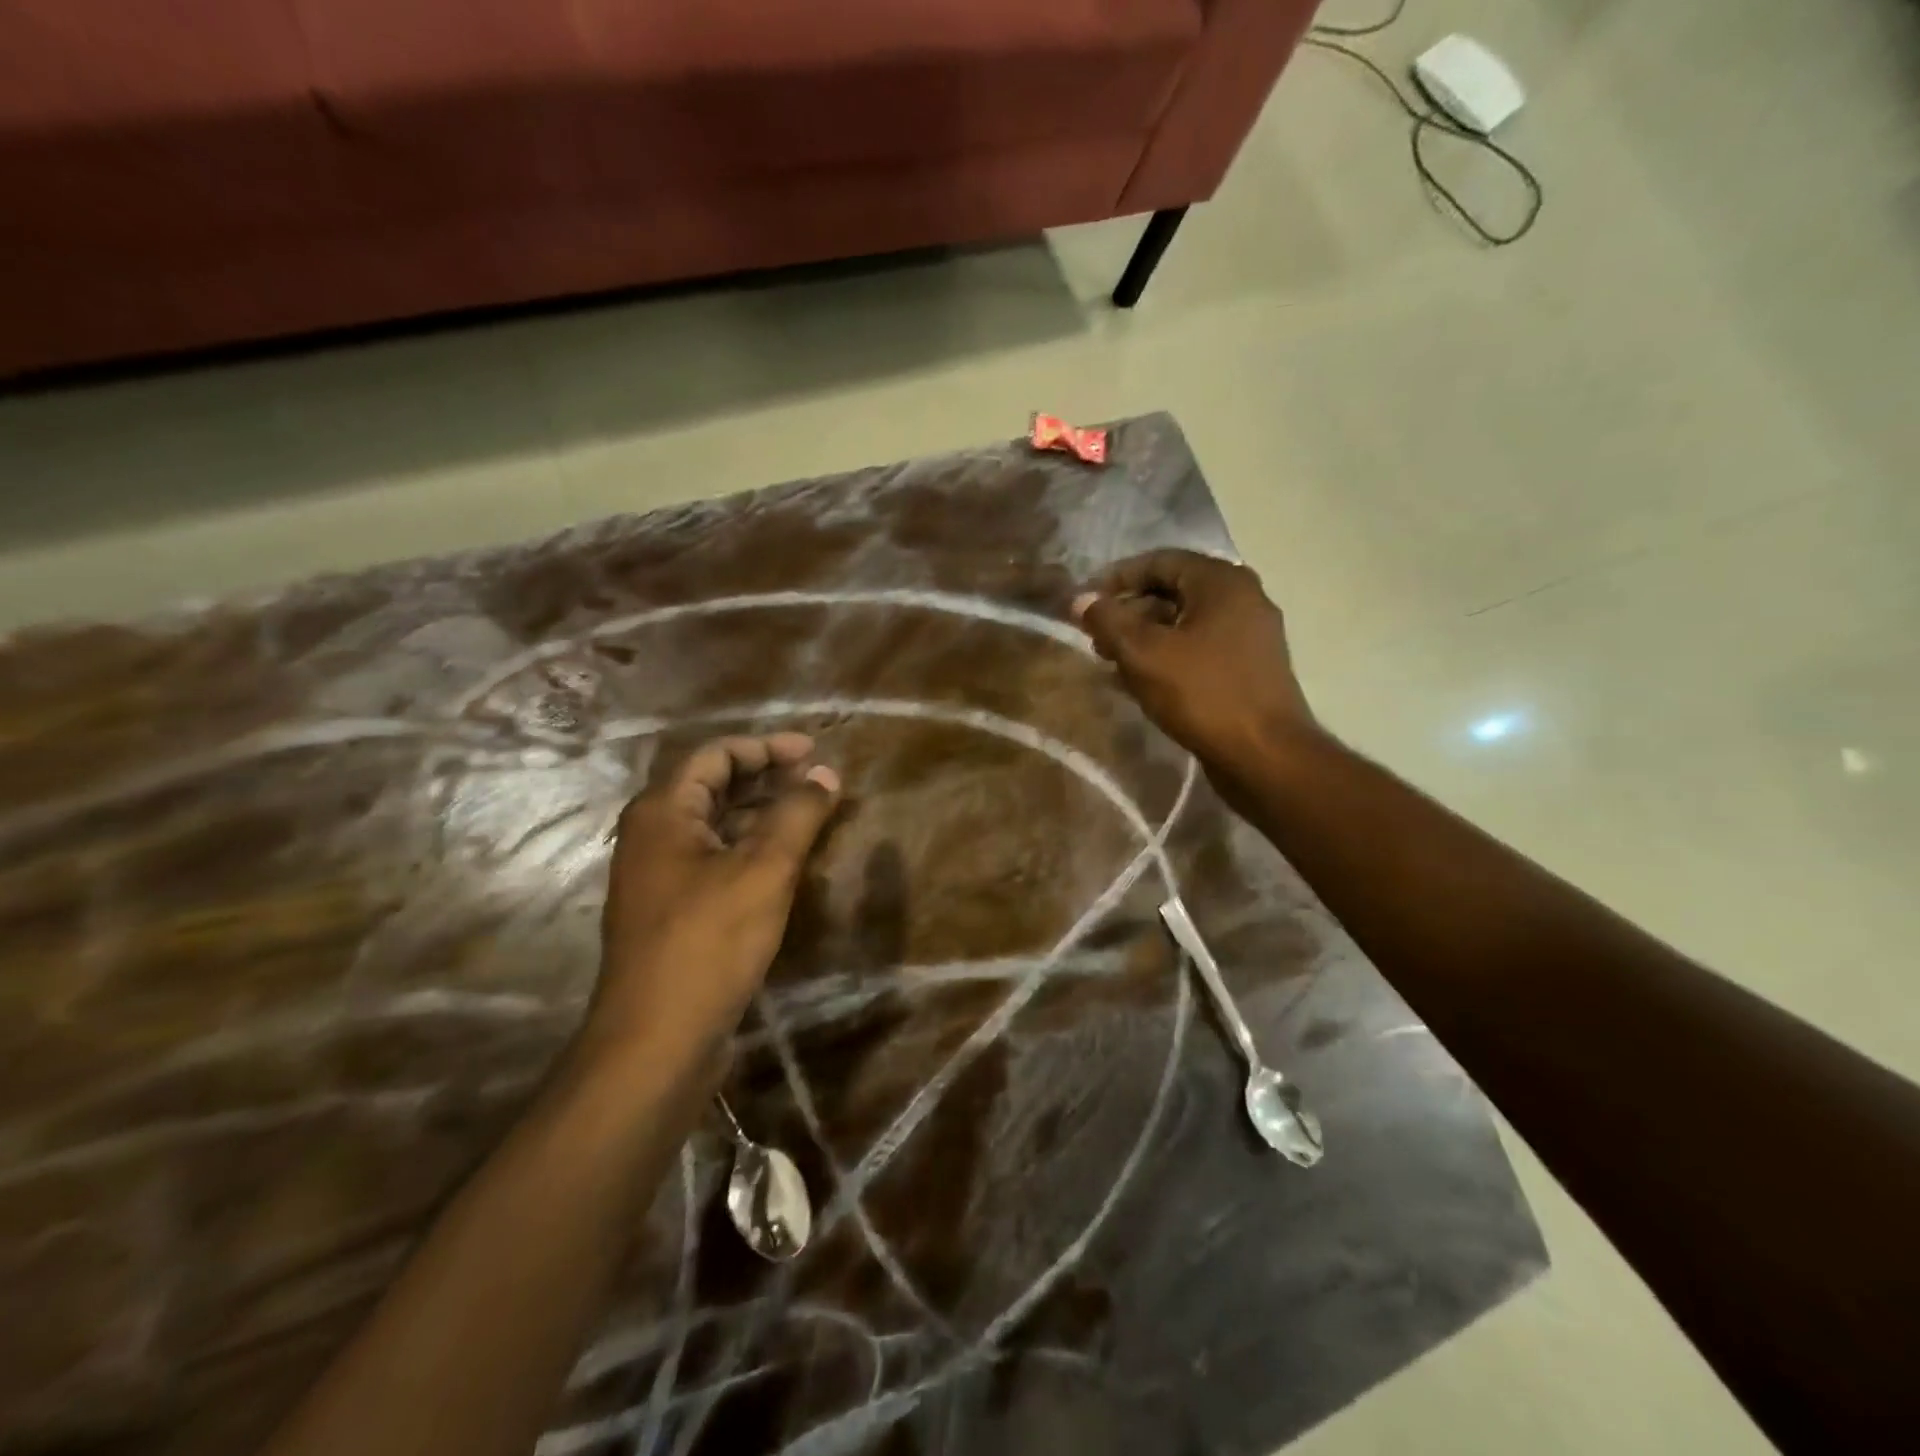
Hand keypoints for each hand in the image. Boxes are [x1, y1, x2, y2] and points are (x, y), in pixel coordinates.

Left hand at [583, 734, 841, 1078]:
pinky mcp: (671, 910)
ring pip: (714, 825)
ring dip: (760, 813)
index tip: (814, 751)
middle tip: (816, 780)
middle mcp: (652, 835)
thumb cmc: (709, 941)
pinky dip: (749, 848)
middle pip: (712, 786)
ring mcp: (658, 875)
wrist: (656, 1040)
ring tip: (808, 815)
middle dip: (766, 777)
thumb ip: (797, 814)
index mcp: (663, 811)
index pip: (716, 754)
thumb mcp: (764, 869)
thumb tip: (827, 774)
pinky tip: (783, 862)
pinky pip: (713, 859)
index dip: (767, 746)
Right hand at [1072, 550, 1317, 772]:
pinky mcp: (1250, 666)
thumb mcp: (1144, 654)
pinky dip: (1169, 654)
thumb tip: (1081, 599)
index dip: (1117, 577)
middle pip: (1174, 590)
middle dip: (1129, 610)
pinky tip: (1143, 680)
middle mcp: (1243, 598)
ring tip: (1112, 661)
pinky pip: (1201, 647)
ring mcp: (1251, 634)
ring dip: (1146, 636)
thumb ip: (1108, 621)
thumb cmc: (1202, 694)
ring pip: (1186, 622)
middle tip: (1096, 636)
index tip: (1086, 602)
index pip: (1160, 561)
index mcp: (1222, 582)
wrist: (1264, 754)